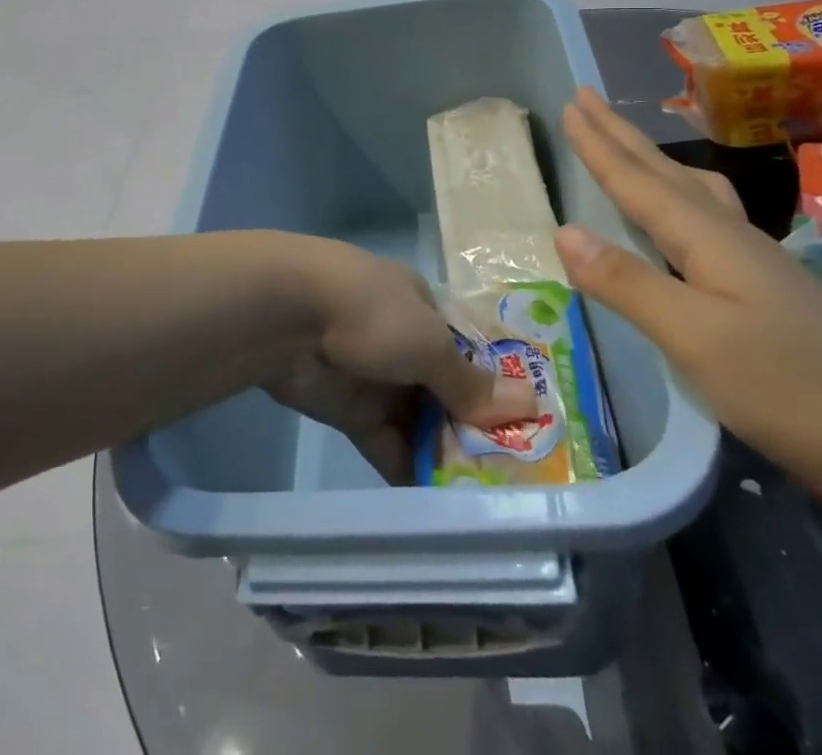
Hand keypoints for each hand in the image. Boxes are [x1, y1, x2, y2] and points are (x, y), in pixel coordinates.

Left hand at [266, 240, 535, 483]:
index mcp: (426, 310)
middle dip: (476, 430)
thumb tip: (530, 404)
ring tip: (489, 506)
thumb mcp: (430, 343)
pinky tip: (442, 511)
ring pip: (421, 422)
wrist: (288, 315)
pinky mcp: (351, 413)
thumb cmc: (371, 312)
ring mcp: (378, 379)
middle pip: (449, 391)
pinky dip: (411, 471)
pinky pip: (390, 445)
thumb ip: (471, 382)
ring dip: (446, 457)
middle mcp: (405, 342)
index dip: (499, 387)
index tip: (533, 430)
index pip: (472, 352)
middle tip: (518, 481)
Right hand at [552, 88, 821, 506]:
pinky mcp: (764, 282)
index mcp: (708, 237)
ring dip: (649, 159)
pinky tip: (681, 213)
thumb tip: (563, 231)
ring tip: (625, 143)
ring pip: (689, 188)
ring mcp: (752, 257)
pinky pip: (704, 213)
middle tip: (586, 99)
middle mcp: (729, 233)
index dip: (600, 146)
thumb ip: (627, 282)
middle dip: (619, 135)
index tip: (570, 105)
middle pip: (663, 172)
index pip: (638, 182)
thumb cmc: (786, 387)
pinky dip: (675, 193)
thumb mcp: (693, 338)